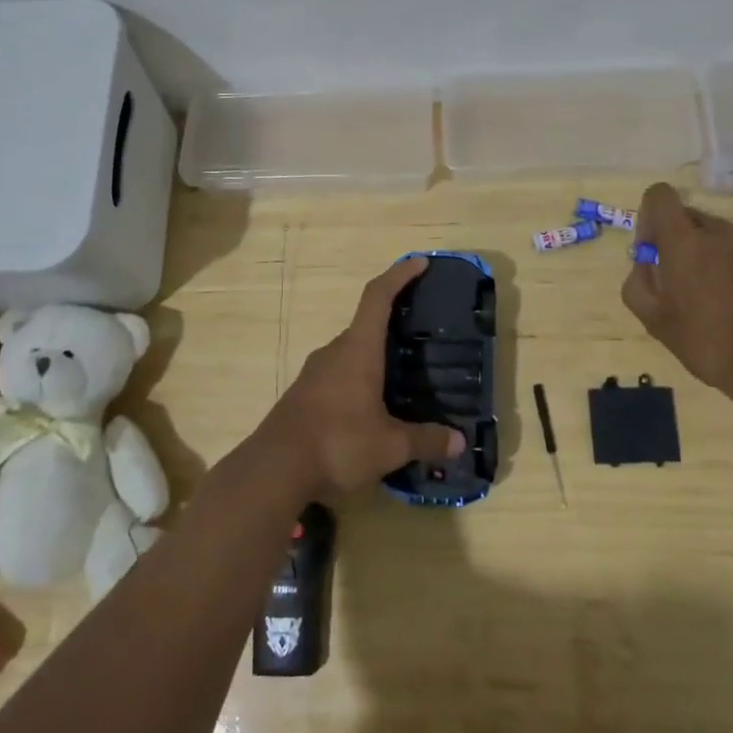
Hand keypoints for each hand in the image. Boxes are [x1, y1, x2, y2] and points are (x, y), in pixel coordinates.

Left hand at [260, 257, 465, 499]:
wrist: (273, 470)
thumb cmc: (338, 443)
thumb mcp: (390, 446)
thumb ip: (425, 440)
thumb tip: (459, 442)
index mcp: (358, 350)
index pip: (378, 296)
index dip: (399, 275)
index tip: (419, 262)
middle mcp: (335, 352)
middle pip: (366, 325)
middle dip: (393, 324)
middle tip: (421, 336)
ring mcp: (315, 372)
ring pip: (351, 353)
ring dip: (375, 357)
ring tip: (401, 376)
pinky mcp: (304, 394)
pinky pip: (338, 375)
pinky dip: (359, 379)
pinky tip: (371, 408)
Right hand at [622, 183, 732, 400]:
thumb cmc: (704, 340)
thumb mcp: (652, 318)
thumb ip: (637, 281)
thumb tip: (644, 264)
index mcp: (684, 240)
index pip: (660, 195)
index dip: (649, 216)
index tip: (651, 249)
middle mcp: (717, 233)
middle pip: (686, 216)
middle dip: (673, 238)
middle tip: (672, 279)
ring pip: (711, 234)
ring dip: (699, 253)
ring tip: (701, 295)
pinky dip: (723, 266)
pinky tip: (726, 304)